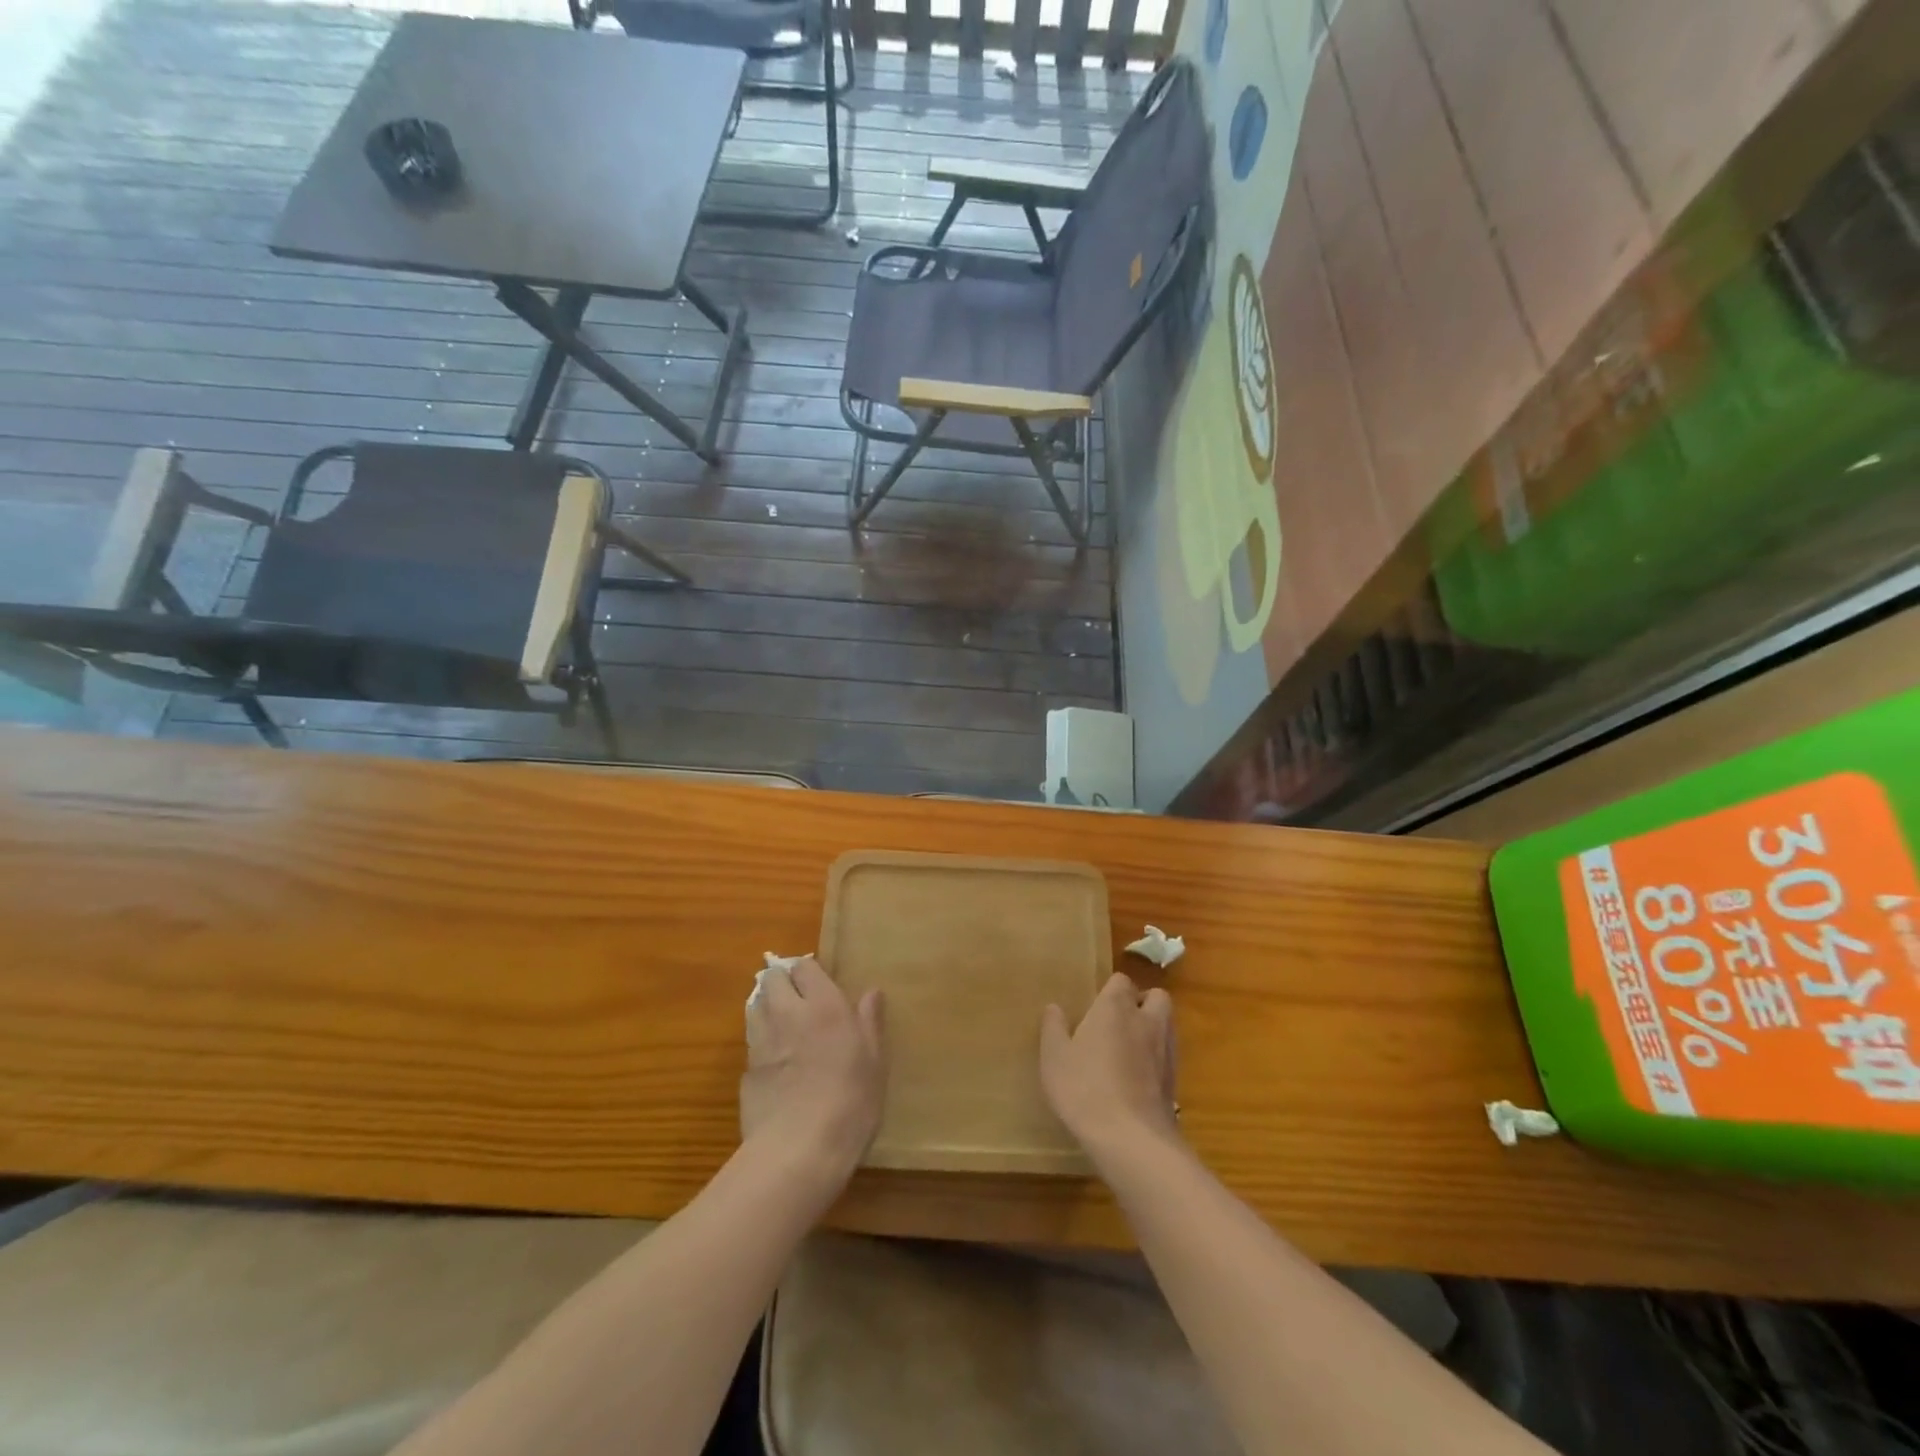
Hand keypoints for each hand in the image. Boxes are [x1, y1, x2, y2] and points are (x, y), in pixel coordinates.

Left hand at [742, 956, 885, 1183]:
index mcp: (824, 1006)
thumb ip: (870, 1022)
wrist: (798, 1151)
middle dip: (782, 983)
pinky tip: (775, 1067)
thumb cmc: (850, 1102)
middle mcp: (788, 1014)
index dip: (810, 973)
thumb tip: (871, 992)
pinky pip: (751, 1044)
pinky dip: (760, 1045)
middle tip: (799, 1002)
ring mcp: (761, 1042)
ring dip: (767, 1008)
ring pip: (755, 1006)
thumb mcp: (874, 1063)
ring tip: (784, 1027)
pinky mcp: (745, 1072)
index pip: (805, 967)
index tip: (820, 986)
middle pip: (772, 979)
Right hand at [1040, 971, 1179, 1159]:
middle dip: (1142, 1002)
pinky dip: (1157, 1059)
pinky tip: (1138, 1078)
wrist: (1130, 1138)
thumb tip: (1054, 1007)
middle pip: (1156, 996)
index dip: (1111, 989)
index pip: (1121, 980)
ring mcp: (1166, 1050)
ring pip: (1167, 1025)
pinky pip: (1168, 1056)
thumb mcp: (1054, 1057)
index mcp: (1115, 1007)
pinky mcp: (1175, 1080)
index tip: (1096, 1005)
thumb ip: (1054, 1028)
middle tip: (1119, 1021)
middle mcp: (1146, 1020)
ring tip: (1129, 1049)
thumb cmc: (1084, 1088)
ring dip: (1153, 1029)